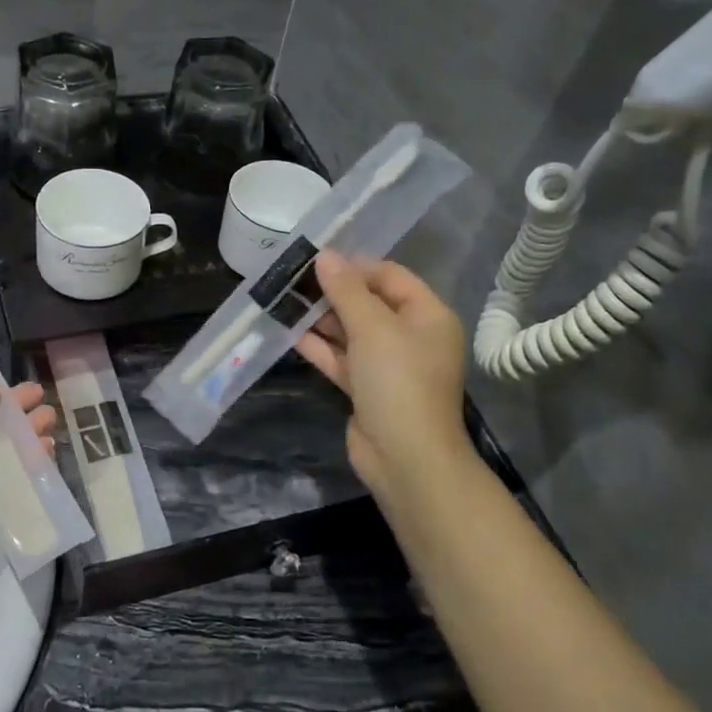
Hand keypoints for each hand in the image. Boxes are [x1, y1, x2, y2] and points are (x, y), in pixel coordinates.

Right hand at [294, 252, 472, 505]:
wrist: (405, 457)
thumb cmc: (398, 381)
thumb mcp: (372, 328)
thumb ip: (346, 291)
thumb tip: (324, 255)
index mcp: (427, 315)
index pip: (390, 276)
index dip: (354, 266)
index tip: (315, 260)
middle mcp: (411, 336)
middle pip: (368, 303)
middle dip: (332, 292)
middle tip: (292, 279)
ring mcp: (388, 365)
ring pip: (351, 332)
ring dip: (321, 319)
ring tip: (284, 301)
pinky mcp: (366, 389)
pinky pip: (341, 359)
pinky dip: (319, 347)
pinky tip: (289, 333)